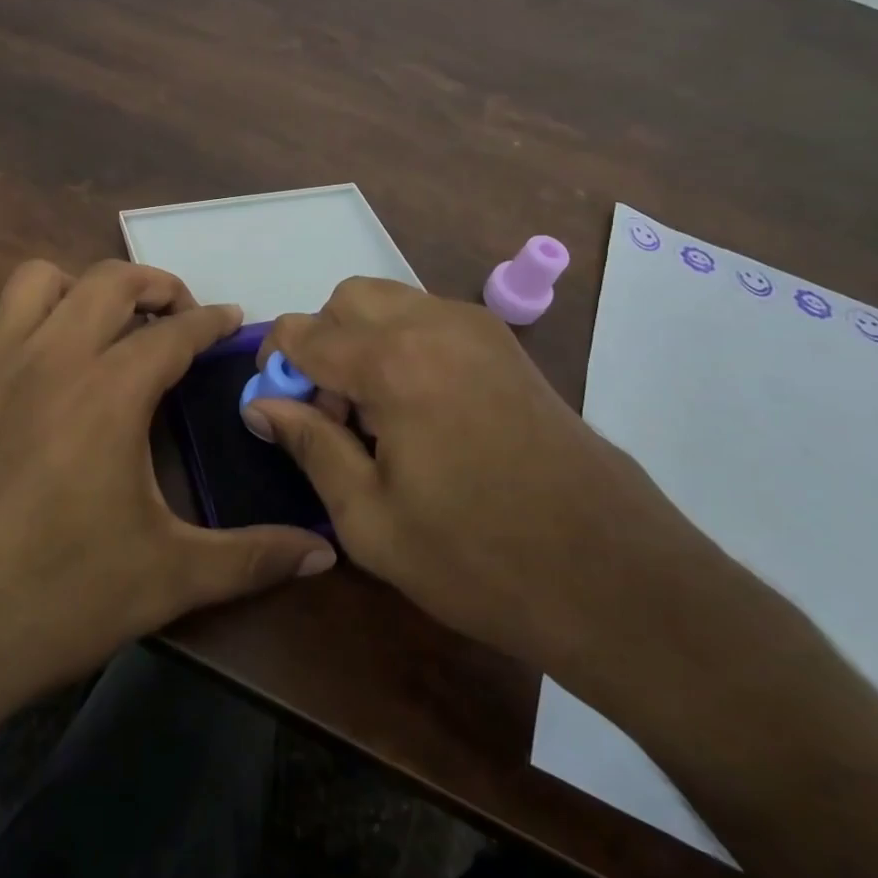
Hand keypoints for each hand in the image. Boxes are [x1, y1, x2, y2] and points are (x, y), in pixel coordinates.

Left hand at [0, 260, 335, 708]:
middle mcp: (51, 358)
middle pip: (110, 280)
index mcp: (108, 391)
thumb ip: (251, 558)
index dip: (211, 319)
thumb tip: (323, 554)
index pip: (174, 331)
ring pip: (41, 280)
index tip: (232, 319)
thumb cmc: (54, 599)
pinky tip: (46, 363)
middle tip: (180, 315)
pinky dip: (34, 314)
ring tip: (108, 327)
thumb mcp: (166, 579)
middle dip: (156, 284)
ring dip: (84, 287)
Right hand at [248, 279, 715, 679]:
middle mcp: (435, 324)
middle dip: (322, 342)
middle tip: (331, 412)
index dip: (276, 364)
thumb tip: (262, 404)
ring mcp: (479, 330)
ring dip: (362, 341)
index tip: (277, 409)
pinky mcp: (506, 347)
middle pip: (347, 298)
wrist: (615, 578)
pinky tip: (420, 412)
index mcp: (394, 362)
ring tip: (376, 417)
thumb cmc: (478, 558)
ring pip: (390, 302)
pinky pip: (430, 319)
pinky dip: (402, 344)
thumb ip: (309, 445)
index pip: (304, 330)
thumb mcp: (370, 518)